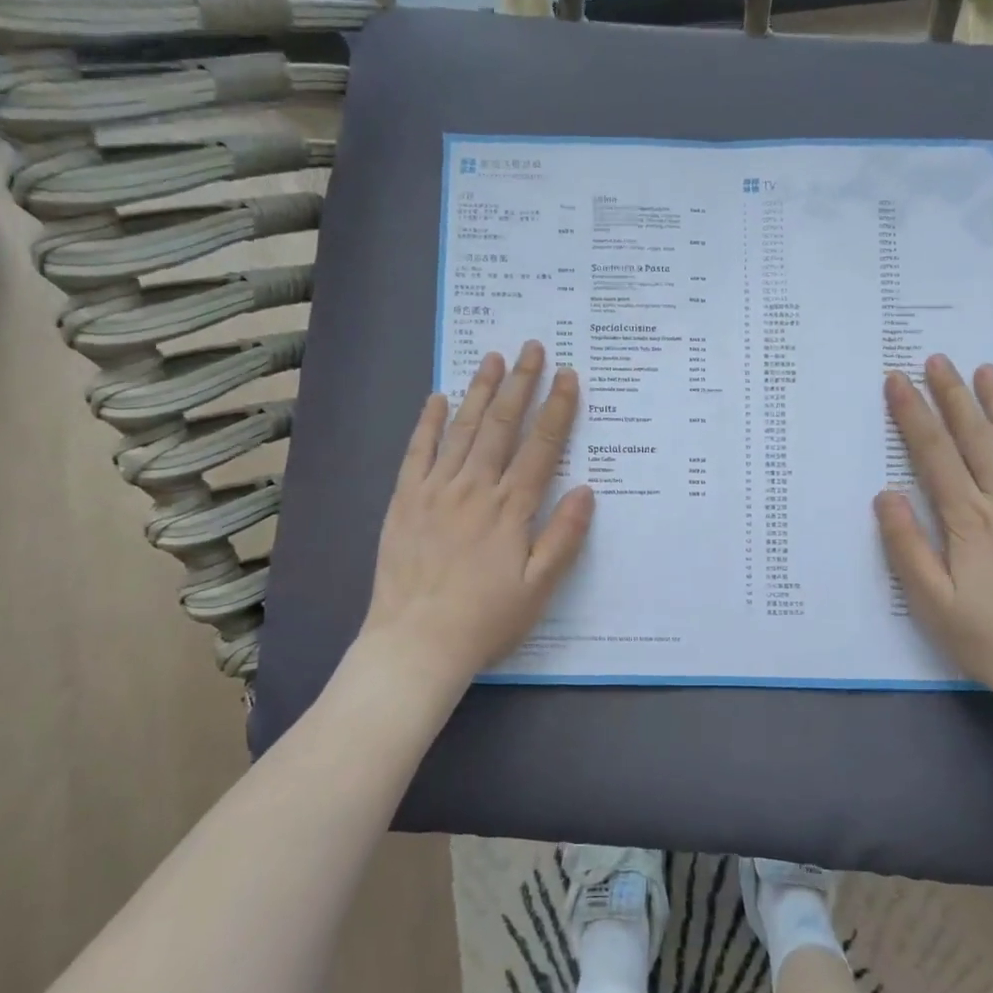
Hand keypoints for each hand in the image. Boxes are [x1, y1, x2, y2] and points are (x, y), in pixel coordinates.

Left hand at [356, 341, 594, 700]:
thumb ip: (563, 537)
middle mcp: (474, 489)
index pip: (540, 447)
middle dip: (521, 384)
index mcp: (511, 509)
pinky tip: (437, 397)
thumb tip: (587, 490)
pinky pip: (418, 452)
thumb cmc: (485, 620)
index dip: (556, 409)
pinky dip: (428, 422)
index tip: (567, 376)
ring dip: (480, 391)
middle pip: (502, 426)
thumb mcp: (538, 589)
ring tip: (493, 359)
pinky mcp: (405, 500)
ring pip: (462, 429)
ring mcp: (435, 491)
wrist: (415, 644)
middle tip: (532, 348)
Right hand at [875, 357, 992, 727]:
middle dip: (951, 394)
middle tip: (936, 359)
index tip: (897, 380)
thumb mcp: (931, 601)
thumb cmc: (986, 636)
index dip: (913, 413)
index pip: (934, 452)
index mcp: (968, 520)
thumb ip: (906, 545)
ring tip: (982, 370)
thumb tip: (886, 494)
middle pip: (975, 436)